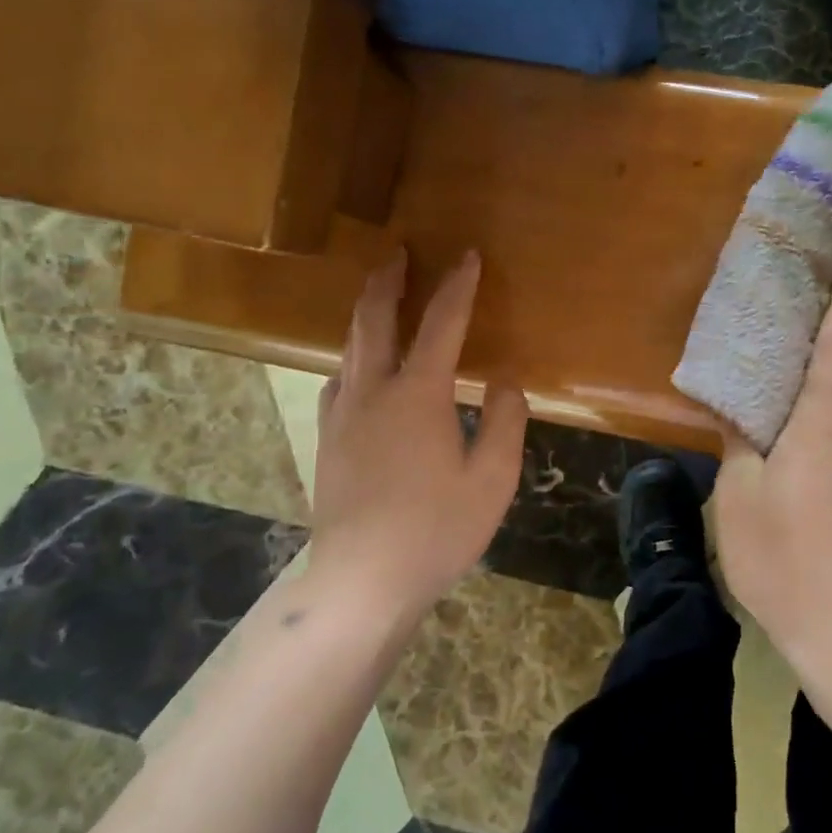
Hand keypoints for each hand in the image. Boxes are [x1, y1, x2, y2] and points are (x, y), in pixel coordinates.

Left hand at [307, 248, 528, 618]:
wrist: (363, 579)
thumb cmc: (436, 530)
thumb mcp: (492, 479)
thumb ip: (504, 421)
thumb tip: (503, 382)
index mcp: (418, 394)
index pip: (442, 323)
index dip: (458, 287)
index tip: (467, 257)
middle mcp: (373, 391)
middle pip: (375, 319)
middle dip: (388, 281)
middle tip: (397, 252)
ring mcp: (342, 415)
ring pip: (349, 346)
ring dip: (365, 313)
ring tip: (377, 296)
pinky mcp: (327, 440)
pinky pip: (338, 379)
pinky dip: (352, 356)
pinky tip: (357, 368)